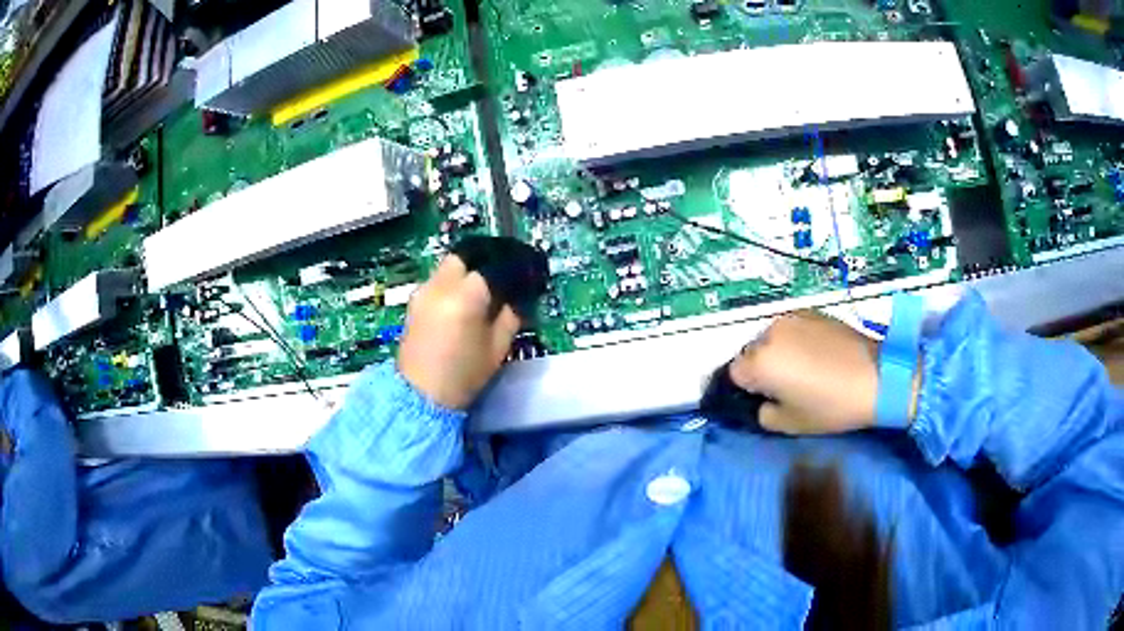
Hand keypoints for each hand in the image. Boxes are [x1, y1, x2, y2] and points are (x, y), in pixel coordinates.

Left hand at [398, 255, 521, 409]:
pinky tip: (465, 300)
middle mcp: (440, 286)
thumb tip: (518, 297)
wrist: (421, 396)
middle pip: (466, 255)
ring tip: (485, 287)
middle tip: (503, 272)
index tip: (527, 271)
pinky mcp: (414, 303)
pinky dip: (454, 282)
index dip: (514, 267)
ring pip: (449, 266)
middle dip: (486, 259)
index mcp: (465, 296)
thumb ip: (511, 316)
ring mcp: (423, 292)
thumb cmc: (464, 376)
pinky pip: (438, 280)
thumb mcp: (497, 348)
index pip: (494, 267)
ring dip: (468, 269)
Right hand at [729, 310, 885, 434]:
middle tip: (788, 384)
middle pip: (752, 351)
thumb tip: (764, 400)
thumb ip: (764, 413)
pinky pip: (792, 327)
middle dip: (763, 366)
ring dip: (780, 350)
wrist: (876, 377)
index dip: (749, 387)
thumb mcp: (790, 424)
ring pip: (772, 337)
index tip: (769, 397)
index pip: (735, 373)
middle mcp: (769, 333)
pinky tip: (819, 352)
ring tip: (806, 366)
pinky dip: (797, 339)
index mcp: (760, 362)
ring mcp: (792, 318)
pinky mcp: (813, 311)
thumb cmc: (831, 406)